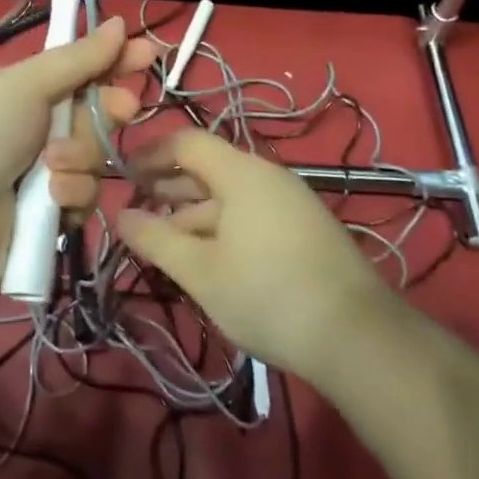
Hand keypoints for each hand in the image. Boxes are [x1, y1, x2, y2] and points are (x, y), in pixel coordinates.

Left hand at [0, 15, 155, 291]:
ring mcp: (42, 174)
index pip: (79, 69)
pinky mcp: (50, 217)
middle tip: (123, 108)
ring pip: (94, 156)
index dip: (114, 60)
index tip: (148, 52)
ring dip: (81, 157)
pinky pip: (83, 196)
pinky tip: (50, 200)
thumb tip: (117, 22)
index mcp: (22, 91)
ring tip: (50, 167)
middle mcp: (34, 129)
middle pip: (94, 112)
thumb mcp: (23, 85)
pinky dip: (70, 195)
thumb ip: (76, 58)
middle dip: (108, 109)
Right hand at [116, 129, 394, 379]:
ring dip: (193, 211)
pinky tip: (207, 256)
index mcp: (241, 172)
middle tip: (136, 212)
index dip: (150, 153)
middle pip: (208, 167)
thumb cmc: (267, 295)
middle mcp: (267, 175)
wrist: (357, 336)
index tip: (122, 174)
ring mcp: (290, 201)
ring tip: (164, 239)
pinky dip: (221, 225)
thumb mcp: (201, 271)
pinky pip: (251, 212)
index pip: (186, 142)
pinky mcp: (304, 228)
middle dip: (168, 186)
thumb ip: (156, 239)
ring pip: (229, 194)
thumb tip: (120, 214)